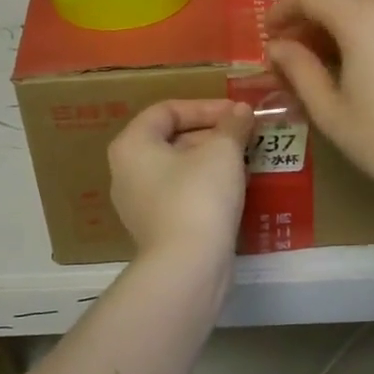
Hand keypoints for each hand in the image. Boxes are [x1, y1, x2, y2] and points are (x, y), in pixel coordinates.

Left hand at [108, 99, 254, 259]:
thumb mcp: (222, 151)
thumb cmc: (199, 196)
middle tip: (246, 136)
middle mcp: (126, 172)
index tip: (238, 114)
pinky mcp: (156, 229)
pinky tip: (235, 190)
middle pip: (172, 139)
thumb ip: (232, 125)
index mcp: (132, 145)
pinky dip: (206, 186)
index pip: (167, 110)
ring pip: (179, 169)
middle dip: (212, 134)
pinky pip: (182, 195)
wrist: (188, 266)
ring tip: (246, 160)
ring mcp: (139, 204)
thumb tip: (241, 111)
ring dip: (212, 160)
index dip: (205, 107)